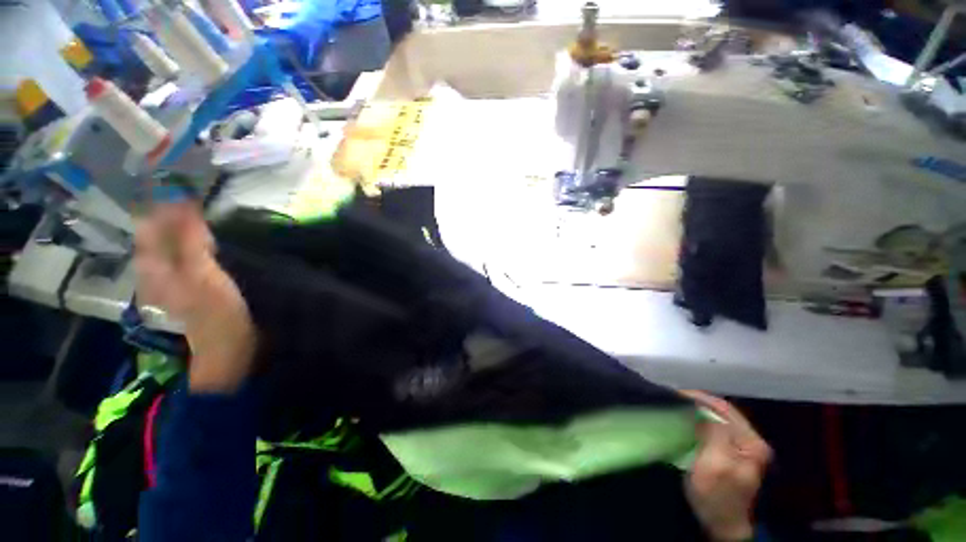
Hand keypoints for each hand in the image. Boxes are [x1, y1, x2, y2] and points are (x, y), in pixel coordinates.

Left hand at [134, 203, 256, 392]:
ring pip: (172, 244)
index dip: (158, 203)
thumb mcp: (203, 275)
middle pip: (158, 233)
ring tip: (196, 208)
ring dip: (182, 225)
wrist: (229, 344)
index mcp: (154, 267)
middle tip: (188, 192)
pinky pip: (187, 254)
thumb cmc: (215, 311)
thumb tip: (184, 206)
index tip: (175, 183)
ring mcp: (174, 277)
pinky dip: (194, 240)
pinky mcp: (192, 283)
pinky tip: (205, 236)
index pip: (149, 226)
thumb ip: (192, 241)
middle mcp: (157, 269)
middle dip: (169, 211)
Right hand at [681, 390, 770, 541]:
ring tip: (678, 406)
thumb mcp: (714, 465)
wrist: (722, 524)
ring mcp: (743, 447)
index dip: (700, 399)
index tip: (675, 394)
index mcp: (752, 443)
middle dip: (699, 402)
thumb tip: (700, 408)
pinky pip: (716, 428)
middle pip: (723, 411)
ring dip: (699, 410)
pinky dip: (700, 420)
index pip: (725, 409)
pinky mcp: (733, 453)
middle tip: (674, 398)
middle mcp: (751, 441)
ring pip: (719, 418)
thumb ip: (713, 434)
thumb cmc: (716, 496)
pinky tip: (688, 420)